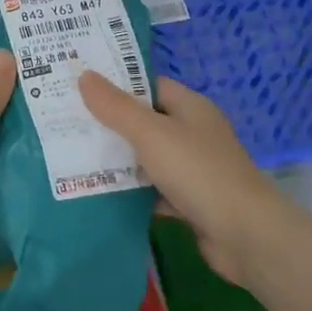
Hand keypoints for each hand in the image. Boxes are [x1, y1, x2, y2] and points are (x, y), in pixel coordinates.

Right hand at [78, 71, 279, 286]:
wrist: (245, 235)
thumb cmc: (198, 172)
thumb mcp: (151, 134)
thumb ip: (116, 107)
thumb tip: (85, 75)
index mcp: (190, 107)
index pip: (148, 86)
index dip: (116, 84)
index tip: (79, 86)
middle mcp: (193, 133)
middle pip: (145, 122)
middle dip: (109, 124)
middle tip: (66, 122)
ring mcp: (193, 169)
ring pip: (147, 158)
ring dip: (117, 160)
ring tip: (72, 155)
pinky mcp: (189, 201)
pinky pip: (153, 189)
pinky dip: (131, 191)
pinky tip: (100, 193)